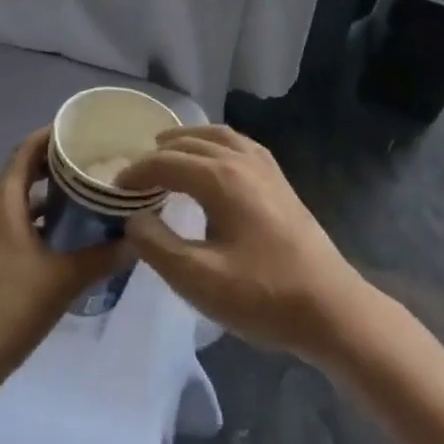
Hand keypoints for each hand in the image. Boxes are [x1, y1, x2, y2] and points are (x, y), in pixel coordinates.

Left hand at [0, 128, 124, 397]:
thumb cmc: (9, 310)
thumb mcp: (64, 281)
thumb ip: (103, 256)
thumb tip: (136, 239)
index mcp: (1, 202)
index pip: (27, 150)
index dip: (53, 136)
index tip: (82, 132)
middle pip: (19, 172)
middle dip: (52, 166)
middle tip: (89, 166)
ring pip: (10, 200)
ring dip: (40, 196)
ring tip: (77, 200)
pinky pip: (1, 223)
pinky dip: (26, 219)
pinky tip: (51, 240)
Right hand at [118, 127, 368, 365]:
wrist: (330, 308)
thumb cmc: (262, 296)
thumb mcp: (199, 280)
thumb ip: (158, 246)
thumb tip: (133, 219)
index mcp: (220, 178)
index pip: (166, 163)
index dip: (136, 173)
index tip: (113, 190)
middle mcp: (242, 160)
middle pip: (190, 142)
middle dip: (157, 153)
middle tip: (134, 174)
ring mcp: (265, 167)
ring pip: (218, 136)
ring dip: (188, 140)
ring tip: (166, 151)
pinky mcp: (280, 180)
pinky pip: (239, 144)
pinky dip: (215, 142)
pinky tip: (213, 160)